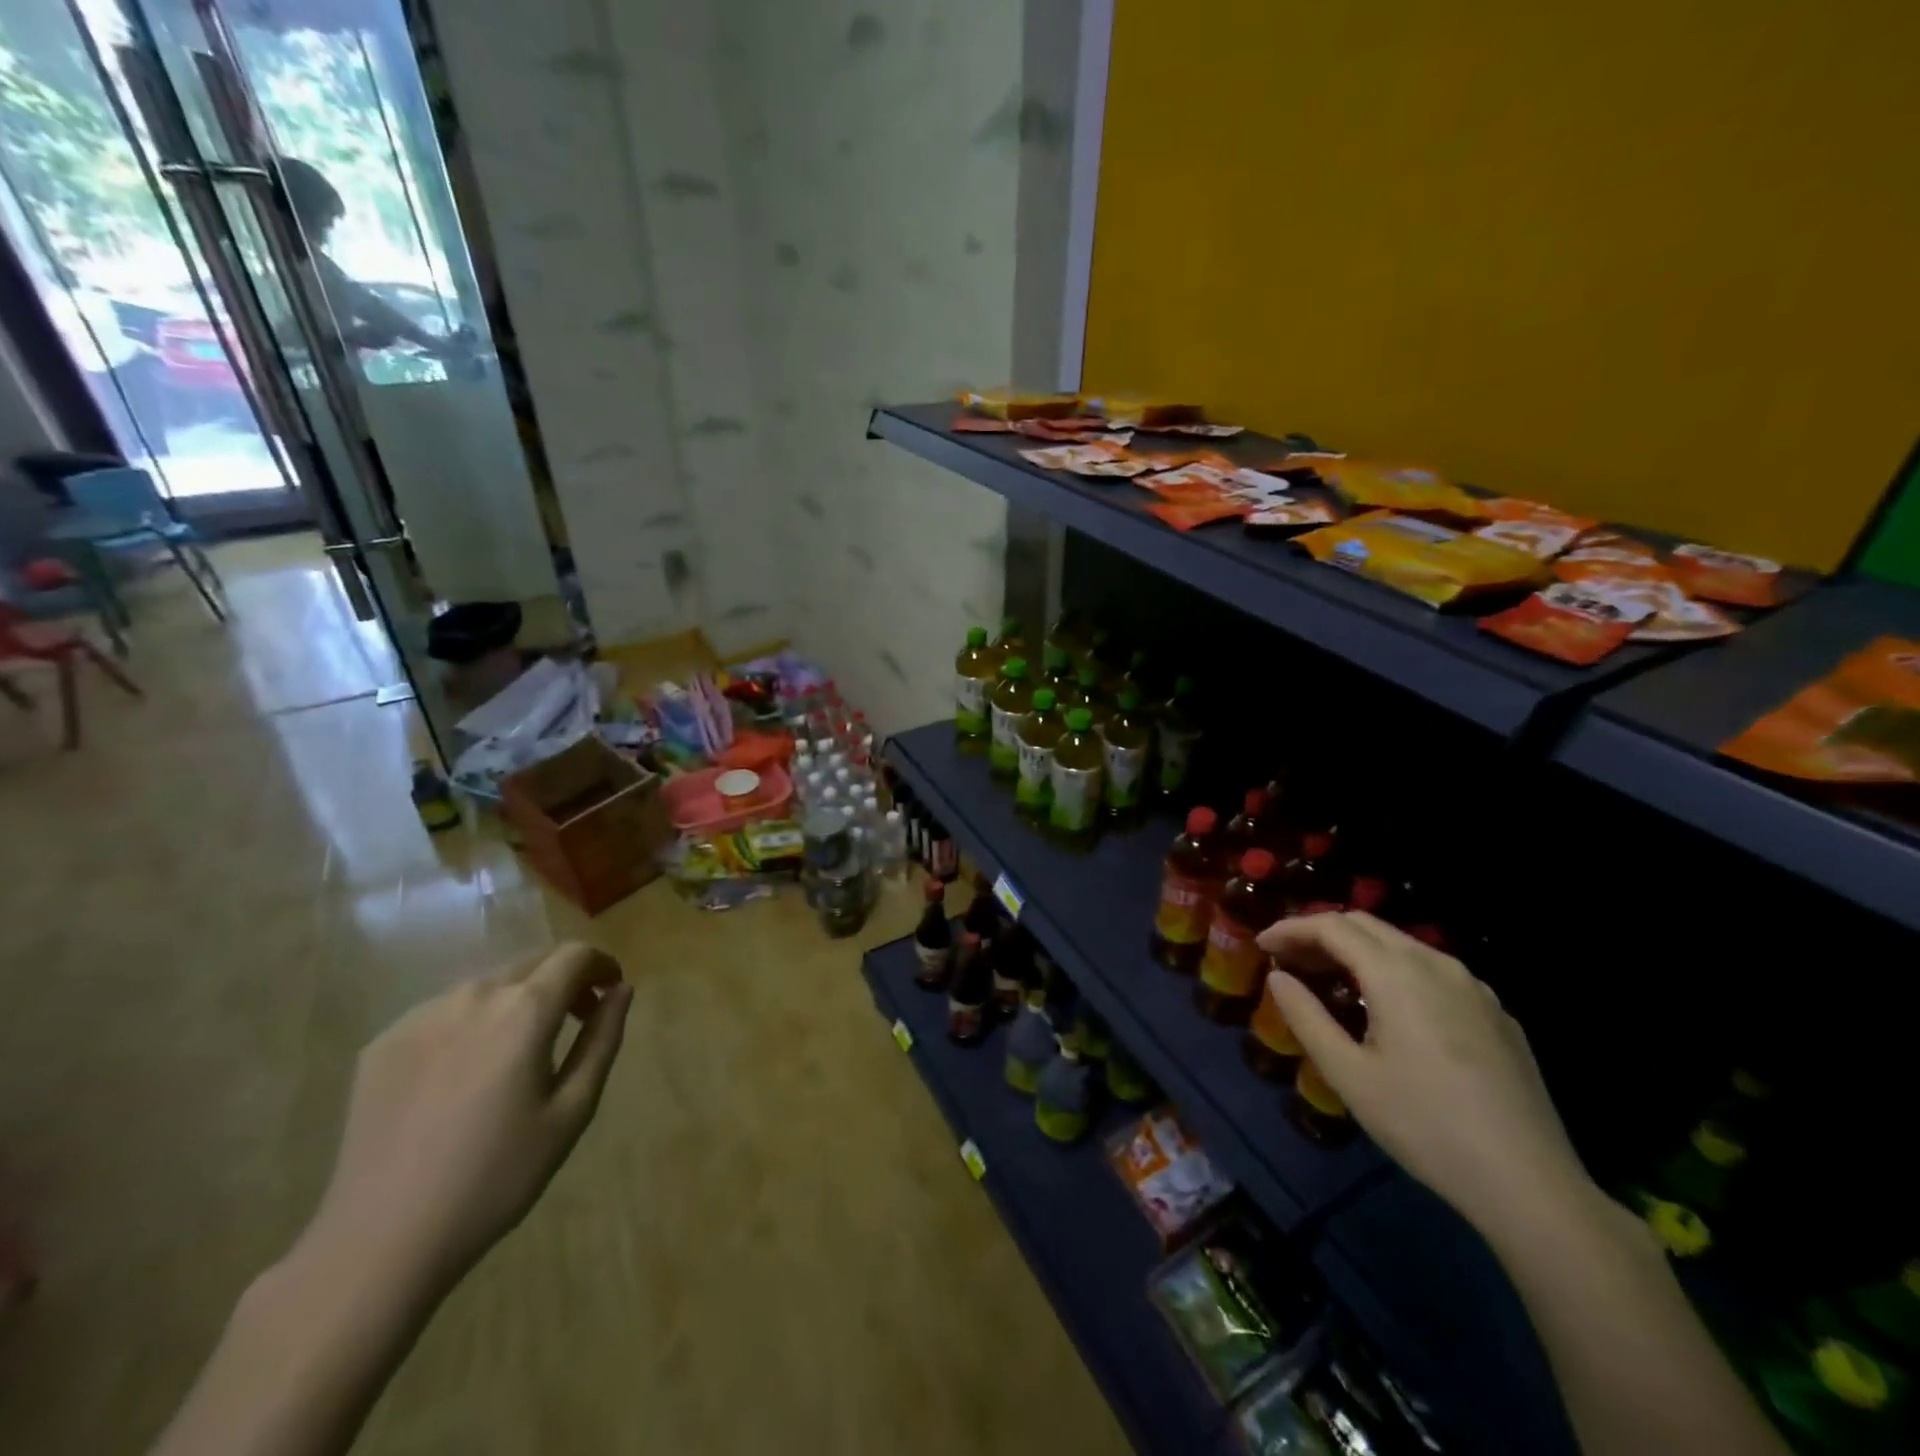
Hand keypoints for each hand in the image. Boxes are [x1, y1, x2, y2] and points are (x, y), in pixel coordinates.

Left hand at [301, 943, 630, 1298]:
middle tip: (576, 1021)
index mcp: (524, 1009)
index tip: (611, 992)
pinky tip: (467, 1073)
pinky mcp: (383, 1042)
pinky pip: (445, 1011)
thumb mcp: (571, 1111)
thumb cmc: (496, 1177)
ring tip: (520, 1049)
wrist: (379, 1241)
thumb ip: (602, 1039)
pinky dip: (473, 1021)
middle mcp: (473, 995)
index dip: (602, 965)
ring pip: (488, 983)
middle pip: (533, 961)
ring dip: (519, 998)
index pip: (576, 955)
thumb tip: (621, 990)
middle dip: (565, 979)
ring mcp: (421, 1016)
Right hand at [1259, 912, 1592, 1242]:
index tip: (1262, 946)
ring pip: (1402, 945)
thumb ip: (1306, 1016)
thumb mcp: (1348, 1074)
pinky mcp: (1496, 1013)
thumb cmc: (1425, 1124)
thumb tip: (1278, 978)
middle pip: (1366, 925)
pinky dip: (1394, 971)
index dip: (1291, 928)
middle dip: (1320, 933)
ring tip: (1329, 979)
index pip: (1331, 926)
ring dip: (1357, 950)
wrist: (1530, 1184)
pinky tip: (1388, 1008)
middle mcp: (1436, 964)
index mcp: (1396, 973)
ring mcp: (1474, 987)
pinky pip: (1432, 972)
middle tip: (1288, 959)